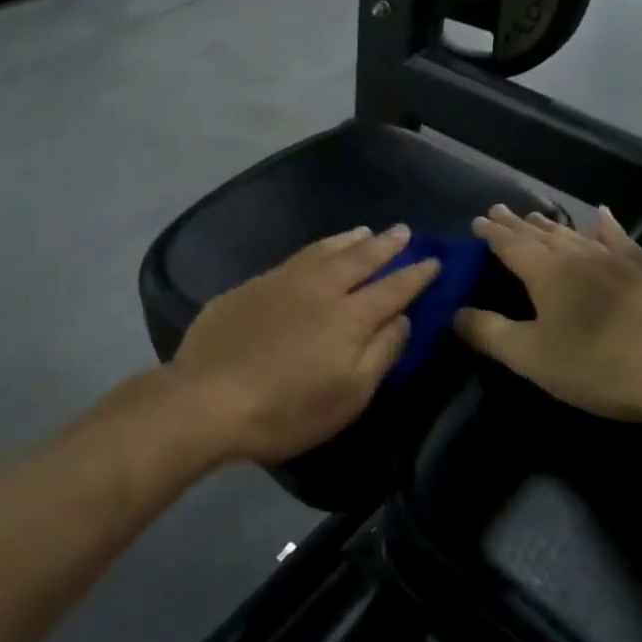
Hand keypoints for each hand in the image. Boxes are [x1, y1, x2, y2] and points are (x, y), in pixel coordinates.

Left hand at [171, 226, 440, 464]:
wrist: (208, 399)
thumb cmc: (287, 409)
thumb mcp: (349, 395)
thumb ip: (381, 352)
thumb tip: (402, 318)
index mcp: (349, 317)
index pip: (393, 288)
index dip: (416, 275)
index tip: (434, 260)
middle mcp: (319, 288)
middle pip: (359, 259)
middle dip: (385, 245)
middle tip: (402, 231)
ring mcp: (281, 282)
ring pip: (323, 251)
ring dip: (348, 240)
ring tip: (364, 231)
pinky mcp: (250, 286)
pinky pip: (293, 258)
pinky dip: (314, 249)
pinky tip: (314, 253)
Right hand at [454, 205, 641, 424]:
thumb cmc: (600, 365)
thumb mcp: (532, 357)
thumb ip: (489, 333)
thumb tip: (454, 312)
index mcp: (545, 273)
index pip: (509, 244)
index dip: (491, 232)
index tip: (477, 219)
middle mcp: (578, 256)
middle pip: (540, 234)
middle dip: (517, 223)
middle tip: (499, 209)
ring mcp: (618, 259)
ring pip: (576, 234)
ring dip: (553, 225)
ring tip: (537, 215)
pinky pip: (622, 239)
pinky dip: (608, 226)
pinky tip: (604, 215)